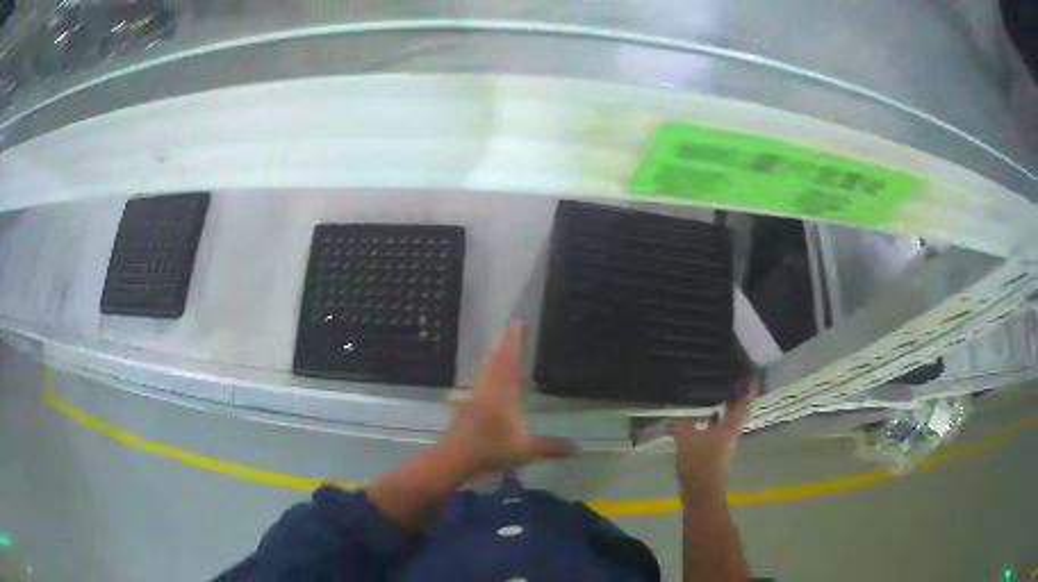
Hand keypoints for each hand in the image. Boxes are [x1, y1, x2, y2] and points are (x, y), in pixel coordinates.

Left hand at [437, 321, 573, 479]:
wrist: (453, 457)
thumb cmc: (490, 450)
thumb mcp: (524, 451)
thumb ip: (550, 447)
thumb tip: (578, 448)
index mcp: (504, 395)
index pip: (511, 362)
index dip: (515, 342)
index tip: (518, 322)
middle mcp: (489, 389)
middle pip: (497, 360)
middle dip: (505, 342)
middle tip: (510, 325)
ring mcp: (475, 397)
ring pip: (486, 369)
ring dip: (494, 354)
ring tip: (498, 344)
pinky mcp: (466, 406)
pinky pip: (480, 380)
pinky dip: (486, 371)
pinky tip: (485, 377)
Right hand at [670, 383, 755, 500]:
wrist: (701, 492)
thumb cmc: (700, 463)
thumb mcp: (687, 440)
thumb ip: (681, 427)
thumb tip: (673, 421)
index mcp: (730, 428)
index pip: (743, 406)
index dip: (748, 392)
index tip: (751, 378)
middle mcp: (729, 435)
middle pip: (734, 414)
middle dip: (733, 400)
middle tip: (728, 382)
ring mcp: (721, 447)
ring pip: (722, 424)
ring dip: (719, 412)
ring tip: (709, 398)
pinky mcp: (711, 456)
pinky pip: (711, 434)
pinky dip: (706, 426)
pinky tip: (694, 423)